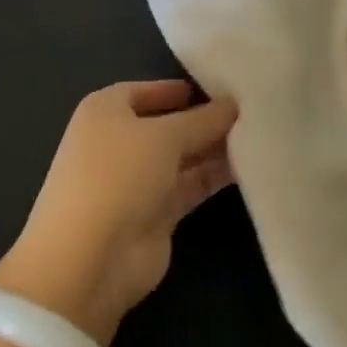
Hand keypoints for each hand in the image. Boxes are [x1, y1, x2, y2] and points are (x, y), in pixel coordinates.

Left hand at [0, 80, 236, 346]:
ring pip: (182, 156)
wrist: (89, 260)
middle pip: (168, 124)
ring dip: (214, 148)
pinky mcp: (155, 214)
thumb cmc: (118, 176)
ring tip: (258, 135)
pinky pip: (189, 185)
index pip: (145, 90)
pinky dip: (213, 176)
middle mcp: (118, 142)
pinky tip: (248, 165)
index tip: (219, 86)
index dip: (178, 88)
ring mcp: (136, 180)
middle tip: (251, 110)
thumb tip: (232, 104)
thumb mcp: (165, 136)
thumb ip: (203, 119)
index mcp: (105, 111)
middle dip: (204, 119)